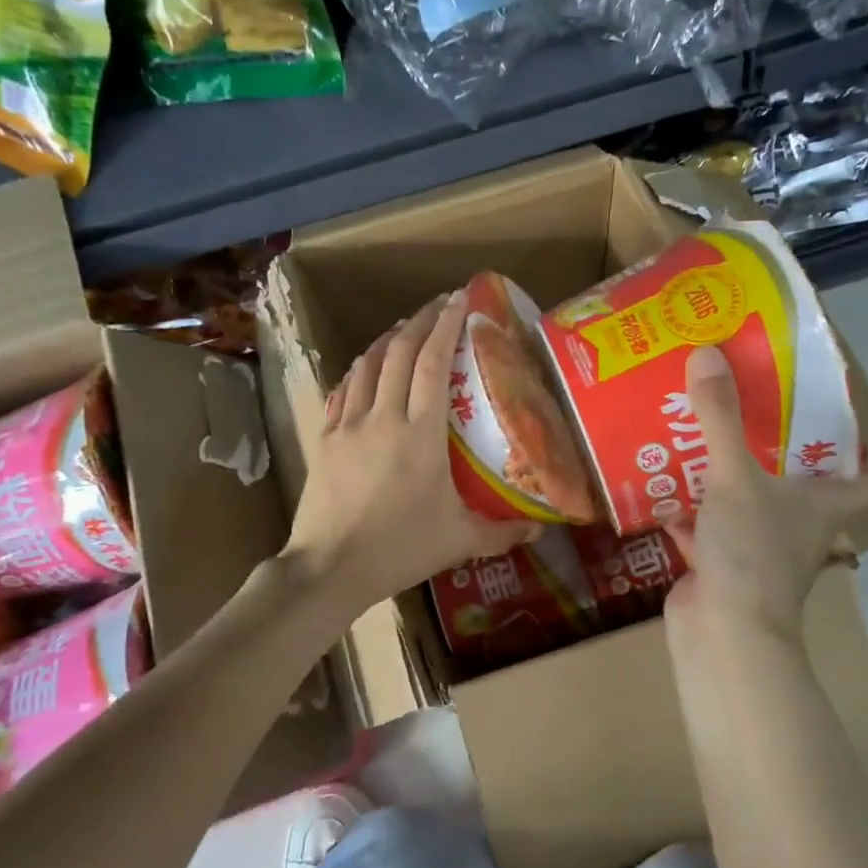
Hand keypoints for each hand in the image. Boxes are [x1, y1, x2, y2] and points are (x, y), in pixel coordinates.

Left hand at [282, 290, 538, 610]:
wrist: (329, 567)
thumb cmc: (400, 549)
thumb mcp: (459, 541)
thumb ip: (502, 532)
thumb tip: (540, 531)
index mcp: (421, 433)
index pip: (433, 363)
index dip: (447, 325)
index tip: (459, 299)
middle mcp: (384, 417)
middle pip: (400, 352)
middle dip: (421, 320)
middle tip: (440, 305)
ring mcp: (350, 424)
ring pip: (368, 364)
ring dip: (388, 339)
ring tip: (406, 328)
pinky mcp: (327, 437)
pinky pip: (344, 389)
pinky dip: (360, 369)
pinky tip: (368, 367)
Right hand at [665, 347, 867, 641]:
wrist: (723, 635)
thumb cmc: (751, 552)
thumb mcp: (735, 476)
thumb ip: (720, 417)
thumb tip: (707, 354)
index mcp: (821, 507)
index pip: (867, 479)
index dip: (867, 452)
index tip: (845, 418)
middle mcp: (796, 528)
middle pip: (798, 484)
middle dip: (774, 448)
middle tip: (747, 405)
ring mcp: (757, 550)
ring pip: (746, 503)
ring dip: (724, 476)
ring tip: (695, 434)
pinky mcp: (720, 567)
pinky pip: (705, 528)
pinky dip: (686, 511)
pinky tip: (659, 485)